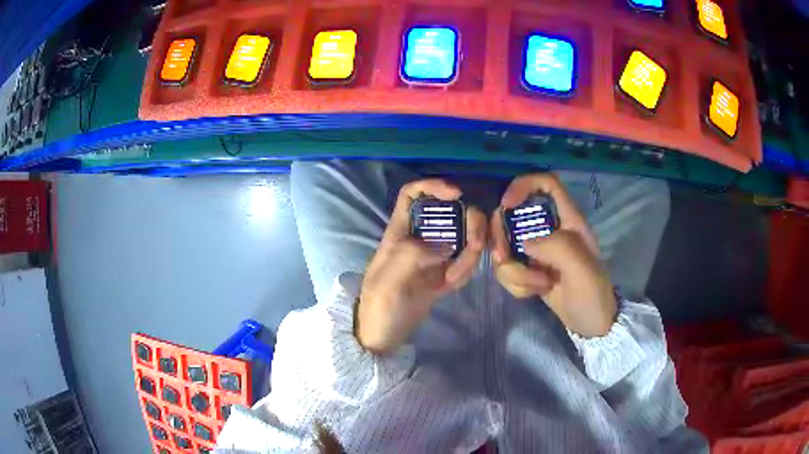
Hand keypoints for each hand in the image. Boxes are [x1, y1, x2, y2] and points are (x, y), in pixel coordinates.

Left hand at [356, 179, 486, 354]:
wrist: (382, 336)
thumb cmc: (379, 306)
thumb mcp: (389, 279)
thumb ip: (414, 256)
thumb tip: (448, 247)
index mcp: (399, 232)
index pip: (413, 194)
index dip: (433, 186)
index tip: (456, 194)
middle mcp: (419, 239)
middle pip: (450, 214)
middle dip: (468, 224)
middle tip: (474, 244)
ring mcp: (433, 257)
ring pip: (462, 239)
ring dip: (469, 254)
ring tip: (454, 277)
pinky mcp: (442, 276)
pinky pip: (464, 263)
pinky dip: (465, 270)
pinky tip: (452, 284)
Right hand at [491, 173, 616, 337]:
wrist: (591, 325)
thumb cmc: (593, 293)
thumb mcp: (582, 268)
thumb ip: (556, 247)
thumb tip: (524, 244)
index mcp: (568, 220)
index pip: (547, 184)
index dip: (524, 185)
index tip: (506, 204)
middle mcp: (549, 230)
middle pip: (511, 216)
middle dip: (502, 239)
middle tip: (504, 258)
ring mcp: (537, 252)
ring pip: (505, 248)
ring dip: (514, 271)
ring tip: (538, 286)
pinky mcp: (528, 271)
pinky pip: (507, 270)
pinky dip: (516, 284)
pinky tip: (534, 293)